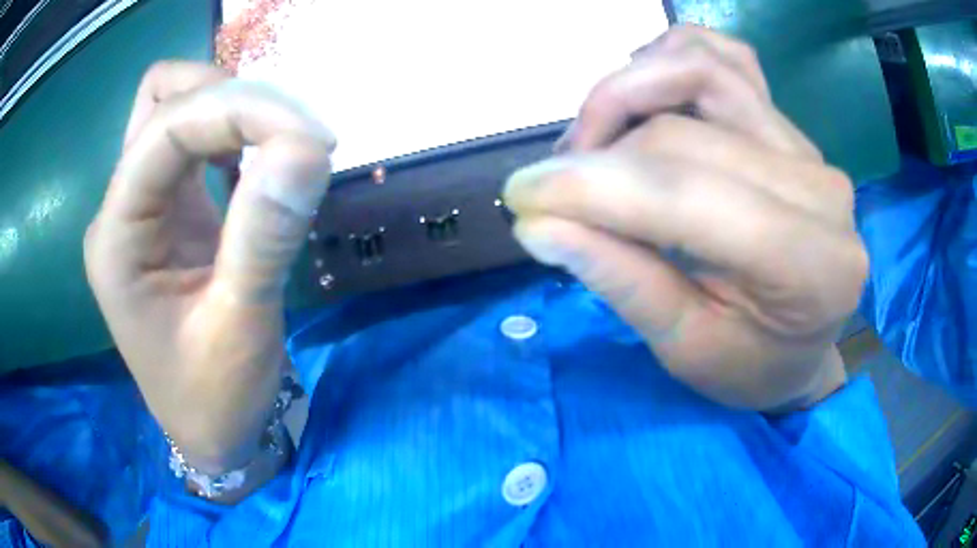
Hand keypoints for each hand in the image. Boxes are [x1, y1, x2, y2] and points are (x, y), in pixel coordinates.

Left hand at [84, 62, 334, 470]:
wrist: (210, 434)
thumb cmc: (215, 400)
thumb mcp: (240, 327)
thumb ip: (264, 234)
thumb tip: (308, 147)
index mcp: (117, 239)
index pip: (165, 130)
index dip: (238, 110)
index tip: (311, 138)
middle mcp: (119, 209)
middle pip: (163, 100)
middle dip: (233, 101)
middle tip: (297, 139)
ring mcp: (140, 206)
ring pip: (173, 109)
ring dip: (230, 108)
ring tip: (282, 145)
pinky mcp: (166, 211)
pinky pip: (191, 141)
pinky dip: (230, 131)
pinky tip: (259, 161)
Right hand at [504, 26, 864, 411]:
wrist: (800, 345)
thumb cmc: (751, 366)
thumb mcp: (685, 350)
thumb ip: (621, 280)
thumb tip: (538, 224)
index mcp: (811, 266)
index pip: (688, 193)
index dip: (594, 187)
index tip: (521, 196)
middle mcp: (820, 189)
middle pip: (683, 132)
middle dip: (596, 153)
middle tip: (551, 192)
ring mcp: (807, 147)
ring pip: (700, 71)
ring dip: (625, 93)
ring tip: (593, 144)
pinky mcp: (788, 127)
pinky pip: (726, 58)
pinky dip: (670, 59)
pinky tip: (643, 96)